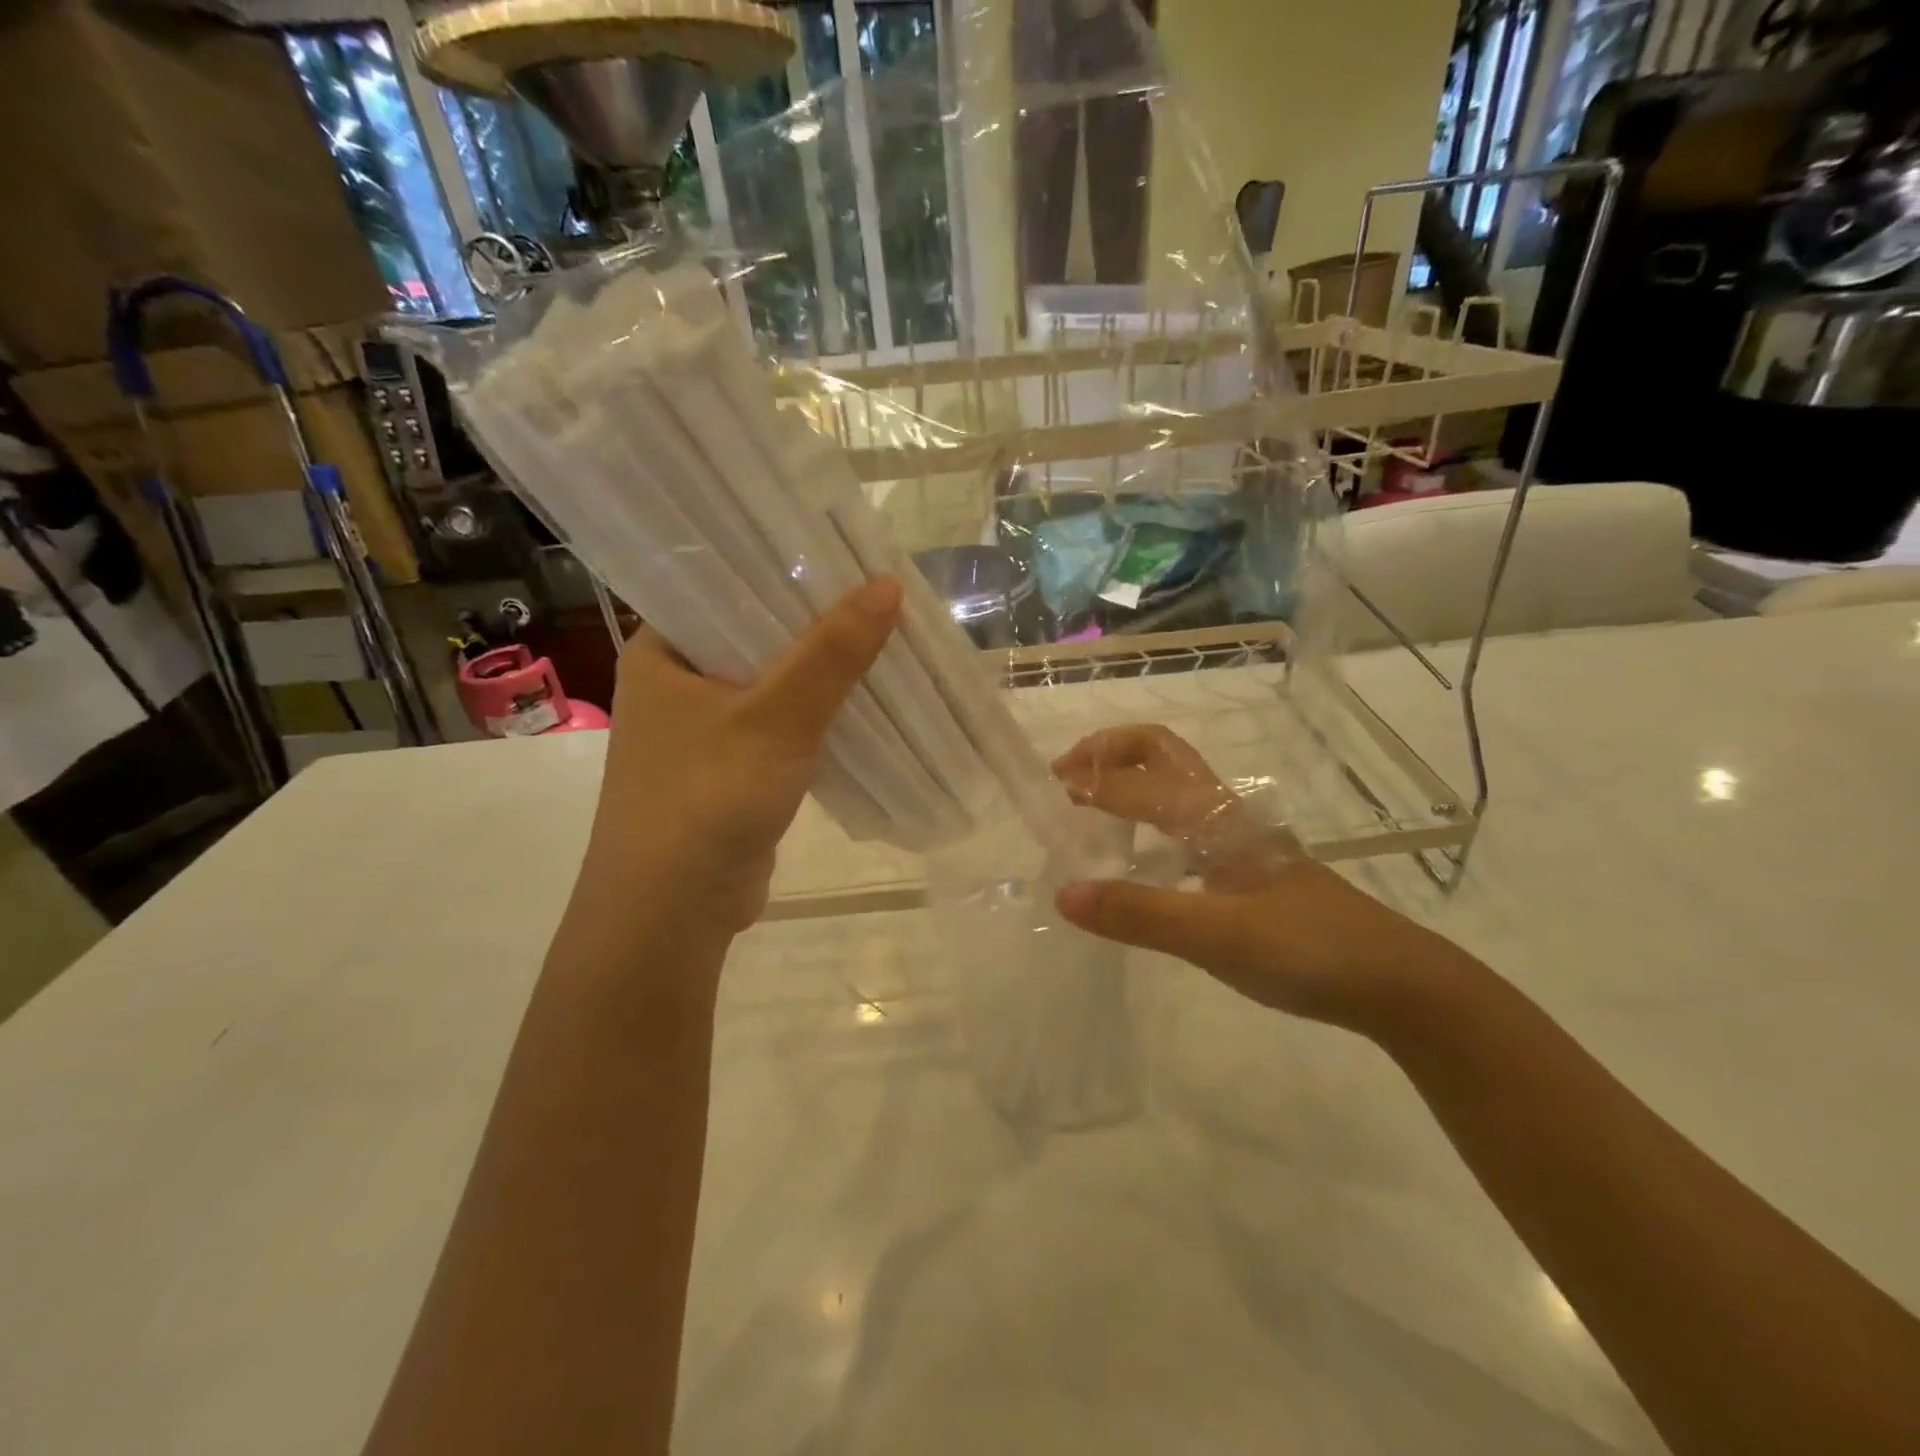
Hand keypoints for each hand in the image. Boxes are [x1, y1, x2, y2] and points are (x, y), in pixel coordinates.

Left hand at [580, 577, 901, 937]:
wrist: (671, 912)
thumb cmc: (708, 797)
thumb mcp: (777, 717)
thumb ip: (832, 652)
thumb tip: (888, 585)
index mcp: (662, 652)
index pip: (725, 586)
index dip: (785, 571)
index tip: (845, 557)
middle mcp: (676, 685)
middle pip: (755, 636)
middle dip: (816, 626)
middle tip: (878, 599)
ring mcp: (701, 732)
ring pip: (772, 685)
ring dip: (820, 674)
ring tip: (882, 642)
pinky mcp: (729, 771)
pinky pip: (779, 728)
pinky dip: (815, 718)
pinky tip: (862, 704)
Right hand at [1049, 724, 1460, 1031]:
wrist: (1395, 981)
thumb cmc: (1308, 950)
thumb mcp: (1219, 937)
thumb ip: (1140, 914)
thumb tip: (1064, 893)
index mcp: (1215, 818)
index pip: (1136, 786)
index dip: (1087, 786)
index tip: (1043, 799)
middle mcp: (1225, 814)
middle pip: (1160, 752)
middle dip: (1108, 752)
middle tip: (1064, 779)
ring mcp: (1239, 838)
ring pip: (1174, 785)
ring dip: (1126, 781)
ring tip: (1086, 812)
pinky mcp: (1246, 866)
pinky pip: (1184, 825)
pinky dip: (1146, 821)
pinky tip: (1136, 861)